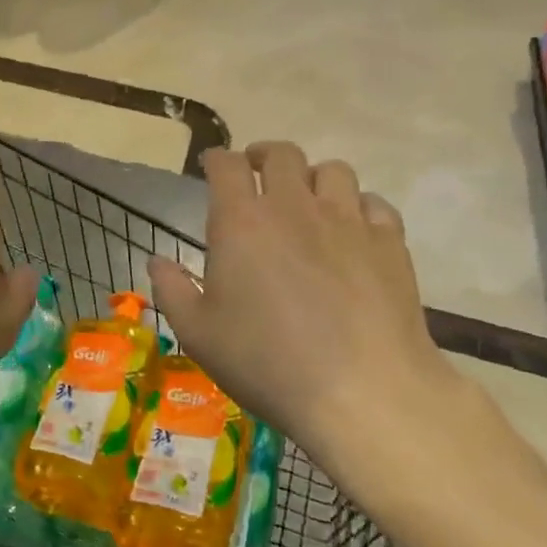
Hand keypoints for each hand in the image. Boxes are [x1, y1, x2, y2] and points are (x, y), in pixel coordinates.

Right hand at [149, 145, 507, 517]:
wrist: (362, 392)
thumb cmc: (266, 362)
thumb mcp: (198, 334)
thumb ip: (171, 289)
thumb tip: (157, 261)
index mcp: (240, 221)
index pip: (226, 165)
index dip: (215, 160)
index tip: (210, 167)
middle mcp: (293, 207)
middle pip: (282, 154)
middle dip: (263, 156)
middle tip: (256, 175)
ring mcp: (347, 221)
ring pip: (333, 170)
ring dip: (313, 177)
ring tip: (306, 199)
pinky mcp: (389, 244)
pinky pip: (374, 204)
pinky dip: (358, 207)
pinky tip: (352, 230)